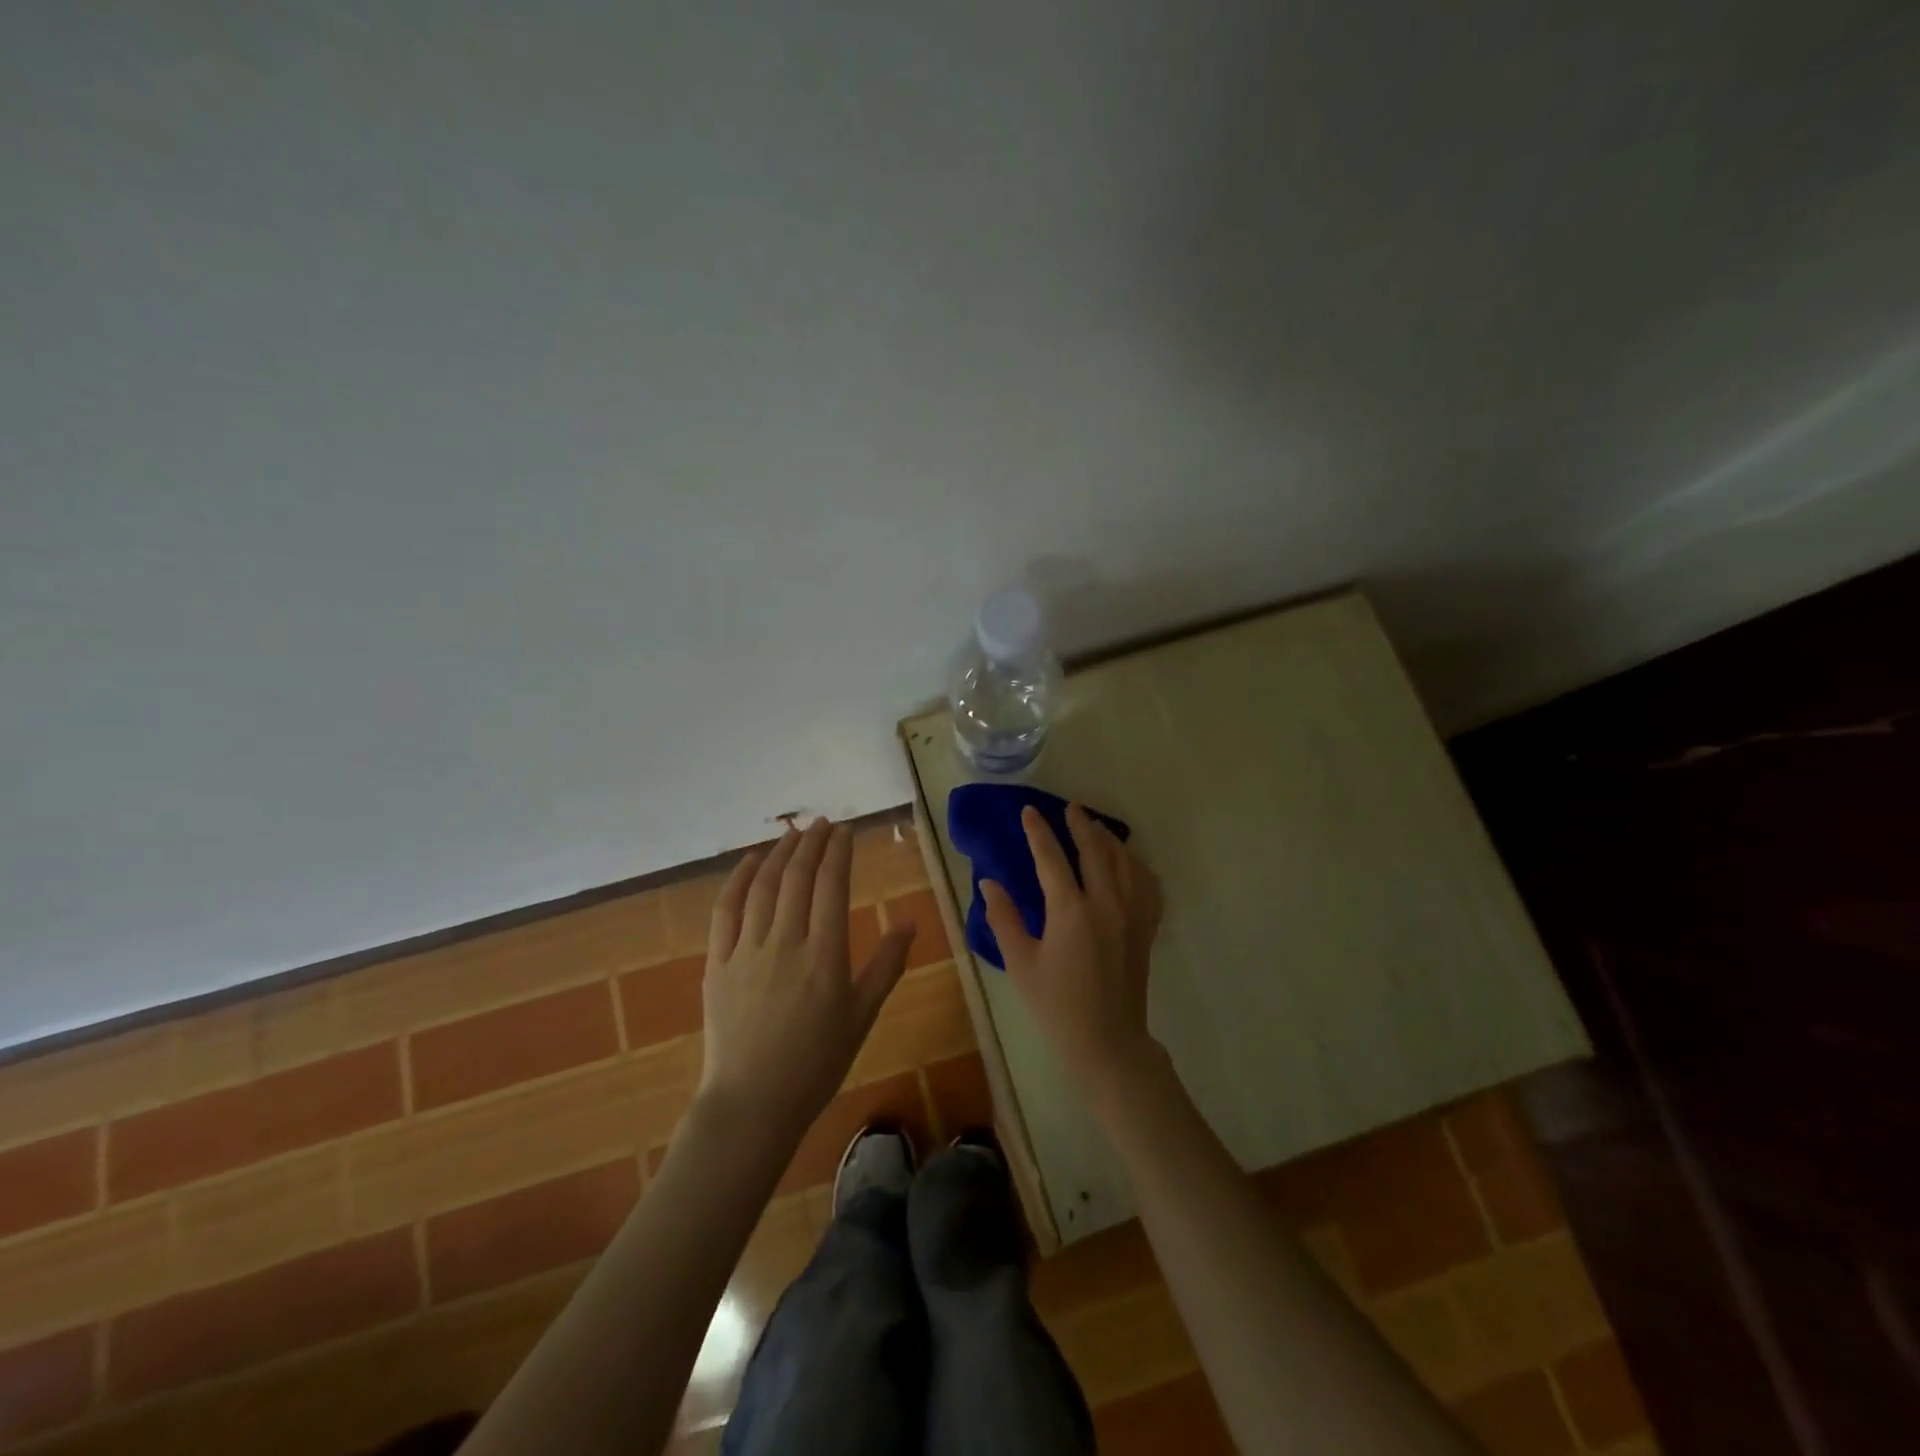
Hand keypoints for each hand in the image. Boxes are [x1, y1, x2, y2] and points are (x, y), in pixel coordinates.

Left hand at [698, 818, 914, 1137]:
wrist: (752, 1103)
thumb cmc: (816, 1063)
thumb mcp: (862, 1016)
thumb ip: (886, 965)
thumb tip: (909, 923)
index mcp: (825, 955)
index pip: (833, 885)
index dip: (839, 851)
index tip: (846, 830)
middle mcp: (786, 942)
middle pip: (798, 877)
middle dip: (812, 842)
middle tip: (822, 822)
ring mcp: (747, 950)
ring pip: (764, 886)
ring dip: (779, 853)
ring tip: (792, 832)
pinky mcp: (717, 962)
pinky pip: (726, 910)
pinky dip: (738, 879)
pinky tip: (751, 862)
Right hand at [980, 804, 1163, 1104]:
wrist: (1106, 1042)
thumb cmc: (1056, 1006)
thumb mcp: (1021, 963)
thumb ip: (1004, 919)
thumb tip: (989, 883)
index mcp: (1071, 911)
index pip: (1052, 859)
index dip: (1039, 832)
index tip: (1029, 811)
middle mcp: (1107, 904)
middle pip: (1096, 851)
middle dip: (1080, 825)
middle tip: (1069, 807)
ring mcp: (1132, 915)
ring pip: (1125, 862)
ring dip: (1109, 840)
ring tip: (1095, 827)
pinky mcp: (1145, 928)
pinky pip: (1147, 884)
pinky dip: (1136, 865)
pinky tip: (1128, 862)